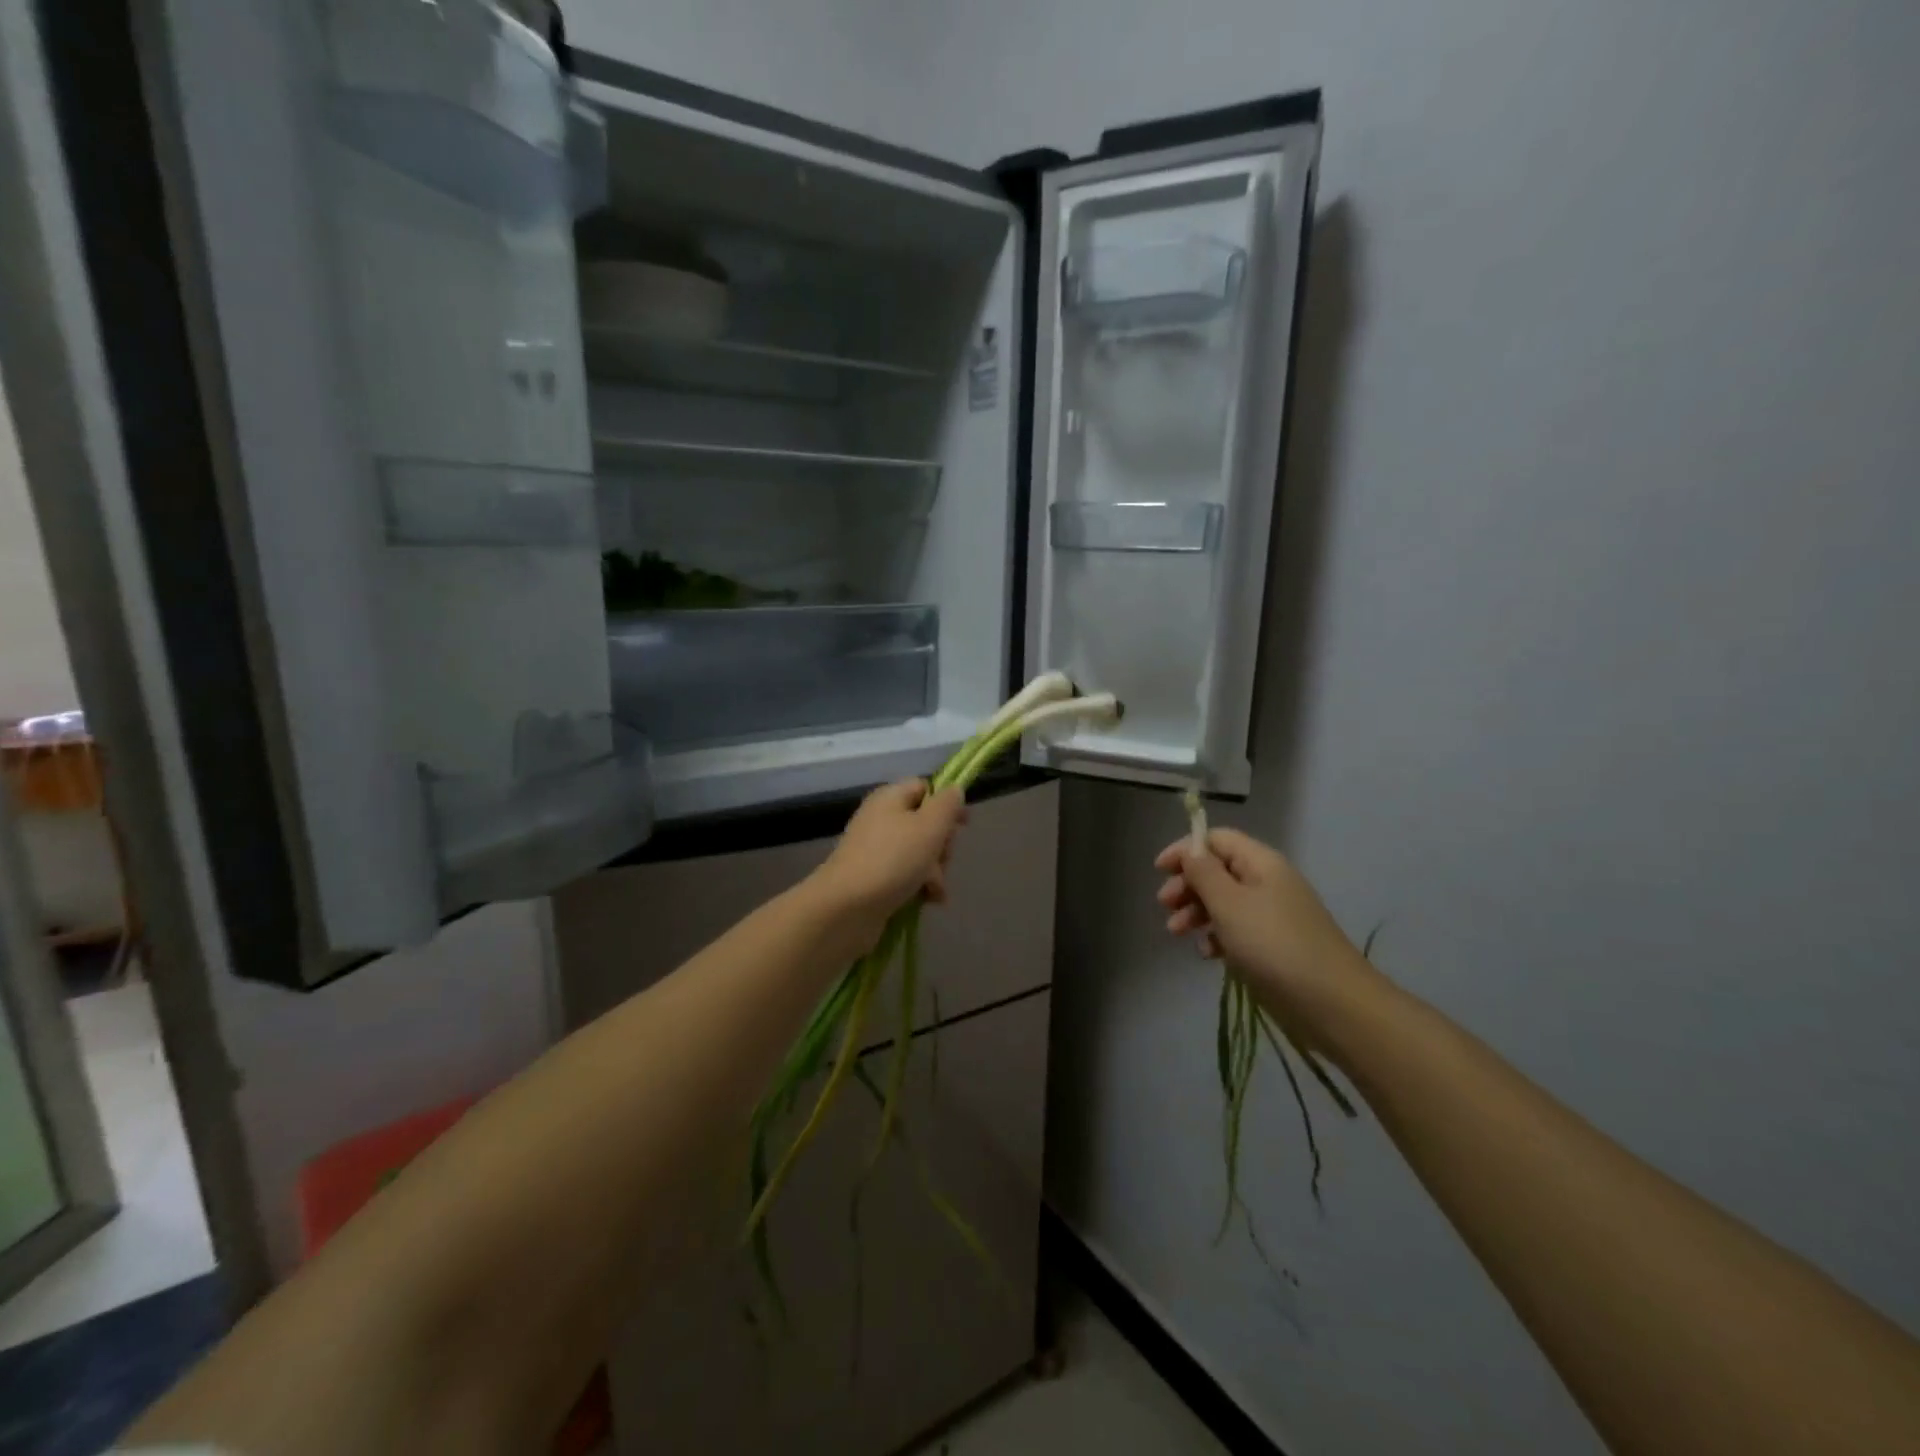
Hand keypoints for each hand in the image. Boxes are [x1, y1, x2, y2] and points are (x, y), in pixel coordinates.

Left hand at [813, 780, 967, 932]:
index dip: (947, 803)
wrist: (846, 908)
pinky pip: (907, 875)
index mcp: (890, 798)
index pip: (925, 787)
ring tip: (933, 888)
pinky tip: (927, 900)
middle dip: (942, 844)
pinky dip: (920, 886)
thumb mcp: (929, 826)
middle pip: (925, 823)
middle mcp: (882, 819)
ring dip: (935, 870)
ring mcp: (877, 851)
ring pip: (920, 853)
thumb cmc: (892, 860)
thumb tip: (955, 790)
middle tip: (941, 859)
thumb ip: (947, 804)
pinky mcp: (875, 878)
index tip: (964, 824)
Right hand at [1155, 827, 1377, 1042]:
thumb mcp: (1229, 904)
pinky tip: (1207, 954)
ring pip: (1224, 901)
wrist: (1332, 1003)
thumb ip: (1204, 873)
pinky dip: (1217, 936)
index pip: (1217, 839)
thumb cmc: (1274, 945)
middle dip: (1188, 884)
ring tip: (1175, 932)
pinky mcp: (1274, 945)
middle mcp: (1268, 882)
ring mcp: (1273, 915)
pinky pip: (1237, 929)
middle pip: (1218, 870)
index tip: (1159, 870)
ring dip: (1197, 911)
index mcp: (1261, 863)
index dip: (1186, 849)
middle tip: (1164, 905)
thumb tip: (1190, 850)